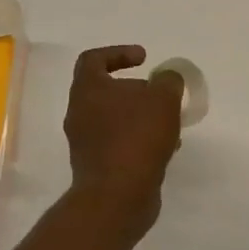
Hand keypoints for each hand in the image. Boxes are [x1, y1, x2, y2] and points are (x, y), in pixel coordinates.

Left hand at [63, 45, 184, 238]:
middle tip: (161, 95)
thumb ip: (168, 81)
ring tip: (169, 124)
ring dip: (141, 117)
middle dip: (137, 90)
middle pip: (106, 91)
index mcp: (88, 90)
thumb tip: (166, 80)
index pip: (93, 59)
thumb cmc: (137, 138)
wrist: (118, 196)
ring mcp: (85, 143)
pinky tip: (164, 149)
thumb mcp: (163, 99)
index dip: (119, 53)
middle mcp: (79, 113)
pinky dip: (139, 141)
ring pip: (115, 119)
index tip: (145, 59)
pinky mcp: (96, 167)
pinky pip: (119, 144)